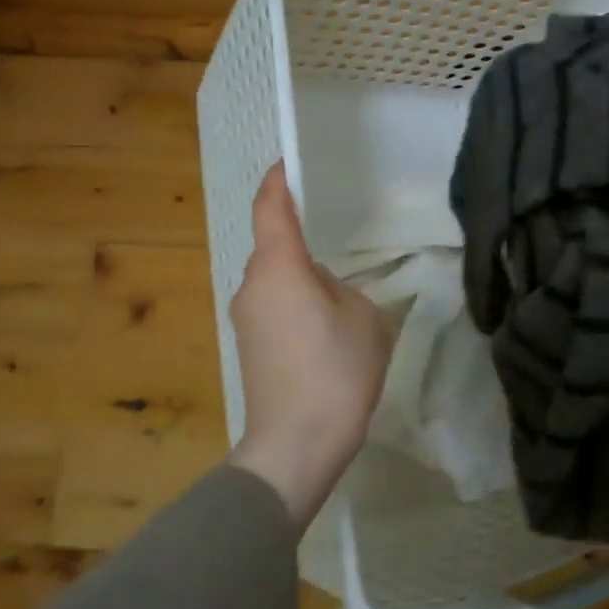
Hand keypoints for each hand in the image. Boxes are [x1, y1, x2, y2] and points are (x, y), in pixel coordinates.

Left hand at [229, 164, 392, 525]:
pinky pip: (273, 304)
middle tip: (339, 238)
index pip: (271, 208)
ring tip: (339, 291)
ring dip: (300, 275)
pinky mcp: (249, 344)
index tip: (290, 163)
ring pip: (274, 277)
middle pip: (273, 245)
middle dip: (301, 236)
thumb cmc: (336, 371)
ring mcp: (245, 317)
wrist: (297, 444)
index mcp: (280, 267)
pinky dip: (295, 300)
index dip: (278, 180)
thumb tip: (320, 288)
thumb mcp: (363, 317)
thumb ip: (342, 288)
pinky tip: (324, 324)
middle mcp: (252, 285)